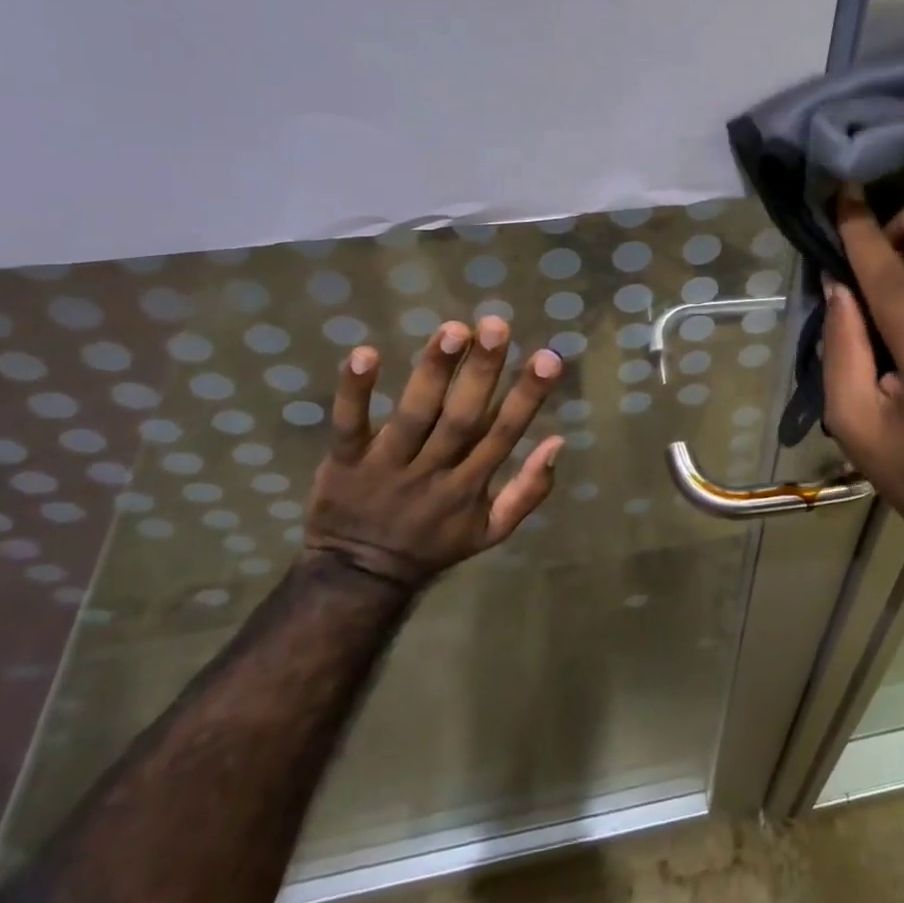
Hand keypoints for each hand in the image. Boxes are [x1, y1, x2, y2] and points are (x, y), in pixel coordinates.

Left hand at [304, 317, 562, 589]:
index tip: (549, 356)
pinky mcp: (345, 462)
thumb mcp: (491, 530)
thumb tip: (558, 441)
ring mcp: (387, 466)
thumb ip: (529, 490)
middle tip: (495, 325)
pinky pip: (349, 425)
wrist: (358, 577)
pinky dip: (355, 392)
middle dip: (480, 371)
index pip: (505, 434)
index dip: (527, 396)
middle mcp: (433, 472)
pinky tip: (364, 353)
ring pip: (413, 415)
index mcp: (470, 486)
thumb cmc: (433, 543)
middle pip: (461, 418)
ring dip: (433, 371)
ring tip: (452, 329)